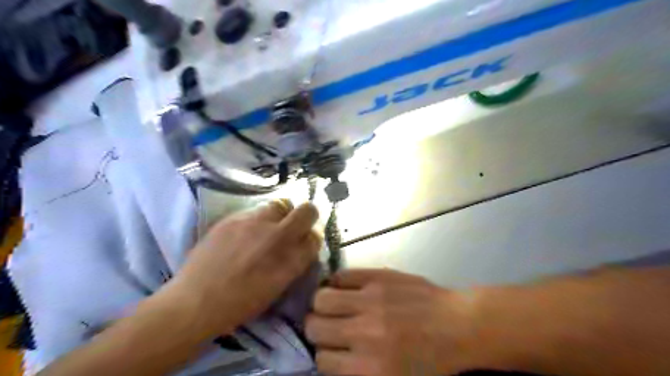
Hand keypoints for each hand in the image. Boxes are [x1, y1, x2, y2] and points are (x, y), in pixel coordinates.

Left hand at [170, 201, 321, 336]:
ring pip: (281, 204)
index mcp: (292, 260)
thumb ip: (294, 262)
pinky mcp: (234, 218)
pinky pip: (255, 210)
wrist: (196, 302)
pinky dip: (258, 218)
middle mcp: (278, 236)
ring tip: (269, 225)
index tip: (306, 239)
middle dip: (307, 215)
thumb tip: (301, 245)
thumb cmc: (240, 304)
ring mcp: (255, 224)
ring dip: (282, 213)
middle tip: (297, 223)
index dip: (313, 236)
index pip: (317, 235)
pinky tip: (246, 232)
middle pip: (308, 210)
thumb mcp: (278, 287)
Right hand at [305, 269, 474, 374]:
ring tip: (331, 304)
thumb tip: (329, 356)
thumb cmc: (430, 360)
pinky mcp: (378, 277)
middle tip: (327, 326)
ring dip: (321, 304)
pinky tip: (343, 287)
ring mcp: (370, 300)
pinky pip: (341, 275)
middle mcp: (364, 334)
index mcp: (368, 369)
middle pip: (315, 327)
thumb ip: (357, 372)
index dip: (325, 355)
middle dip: (317, 328)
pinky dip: (336, 282)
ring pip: (321, 298)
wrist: (458, 326)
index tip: (332, 349)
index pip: (322, 360)